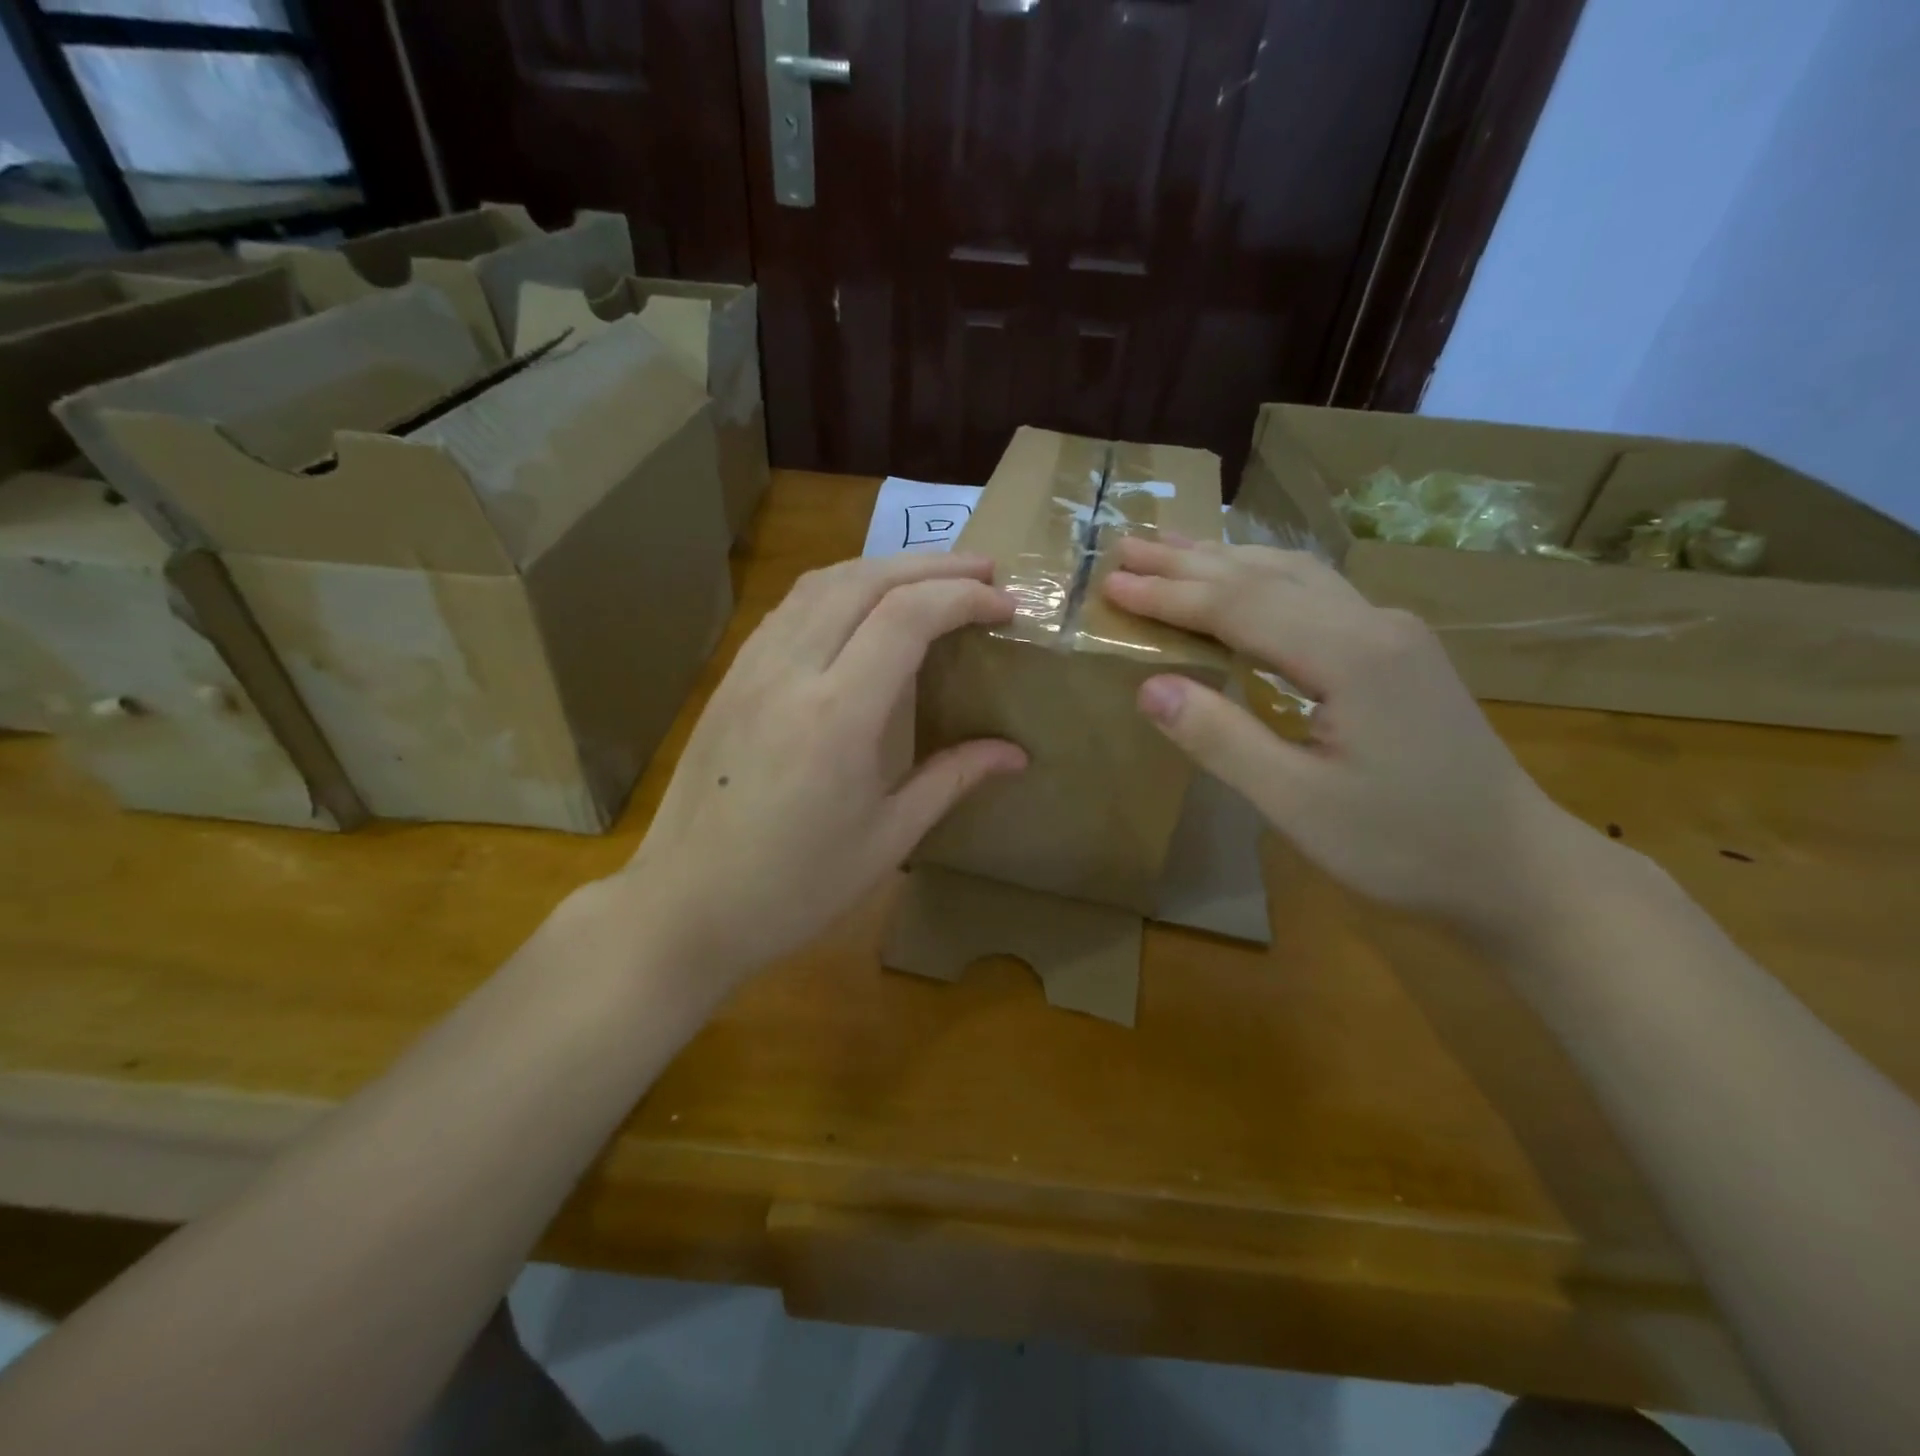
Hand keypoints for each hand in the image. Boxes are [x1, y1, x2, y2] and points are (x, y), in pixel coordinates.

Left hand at [614, 553, 1026, 986]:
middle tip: (984, 572)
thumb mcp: (887, 839)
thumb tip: (1015, 754)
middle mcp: (791, 672)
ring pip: (821, 583)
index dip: (964, 598)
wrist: (684, 906)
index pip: (908, 617)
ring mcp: (751, 669)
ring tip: (930, 578)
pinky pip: (789, 608)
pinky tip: (859, 608)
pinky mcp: (731, 678)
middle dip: (933, 565)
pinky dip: (838, 588)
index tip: (1007, 606)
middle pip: (866, 580)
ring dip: (884, 567)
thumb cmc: (795, 887)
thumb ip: (952, 779)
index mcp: (838, 716)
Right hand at [1103, 536, 1583, 933]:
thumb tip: (1150, 687)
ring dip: (1227, 560)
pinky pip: (1317, 594)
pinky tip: (1245, 582)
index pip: (1239, 607)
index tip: (1111, 582)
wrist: (1516, 866)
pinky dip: (1262, 580)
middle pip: (1266, 575)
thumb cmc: (1404, 845)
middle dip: (1190, 561)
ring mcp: (1393, 633)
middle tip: (1126, 545)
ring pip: (1296, 575)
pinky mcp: (1398, 652)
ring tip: (1172, 549)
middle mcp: (1374, 624)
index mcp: (1350, 656)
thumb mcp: (1299, 805)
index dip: (1170, 595)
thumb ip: (1223, 740)